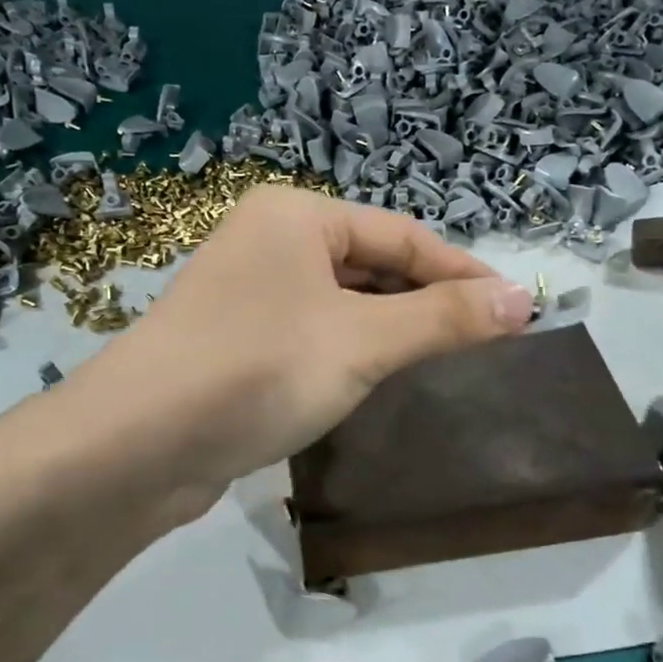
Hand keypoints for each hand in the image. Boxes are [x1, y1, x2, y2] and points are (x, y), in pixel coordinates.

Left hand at [77, 186, 532, 498]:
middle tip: (481, 344)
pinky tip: (372, 382)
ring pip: (341, 304)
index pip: (403, 235)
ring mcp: (247, 294)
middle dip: (424, 302)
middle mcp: (269, 243)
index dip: (462, 273)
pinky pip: (311, 336)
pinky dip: (349, 353)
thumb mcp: (363, 341)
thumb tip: (524, 299)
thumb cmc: (259, 370)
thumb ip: (444, 319)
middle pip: (370, 265)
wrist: (137, 446)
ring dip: (389, 331)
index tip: (516, 311)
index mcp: (296, 216)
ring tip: (438, 364)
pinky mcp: (236, 344)